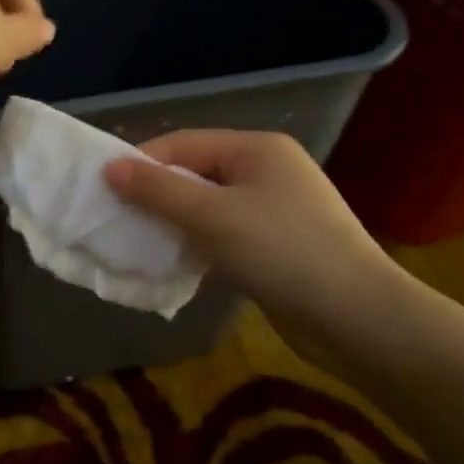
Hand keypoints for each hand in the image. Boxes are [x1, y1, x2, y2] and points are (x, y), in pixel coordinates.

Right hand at [104, 131, 405, 355]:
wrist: (358, 319)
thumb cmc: (283, 251)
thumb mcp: (213, 216)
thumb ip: (159, 191)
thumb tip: (109, 167)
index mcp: (256, 149)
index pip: (183, 143)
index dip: (142, 163)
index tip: (104, 190)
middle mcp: (266, 171)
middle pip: (195, 175)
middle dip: (156, 197)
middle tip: (117, 221)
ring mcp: (273, 211)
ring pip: (207, 209)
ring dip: (175, 225)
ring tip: (139, 245)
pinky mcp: (275, 247)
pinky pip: (223, 236)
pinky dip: (198, 247)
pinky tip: (175, 267)